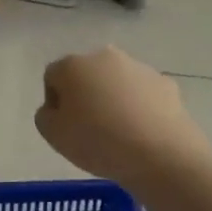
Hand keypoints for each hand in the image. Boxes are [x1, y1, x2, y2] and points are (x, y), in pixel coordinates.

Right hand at [35, 47, 211, 188]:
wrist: (160, 153)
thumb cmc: (98, 142)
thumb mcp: (53, 135)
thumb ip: (46, 115)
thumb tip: (56, 108)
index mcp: (72, 65)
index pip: (53, 77)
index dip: (55, 103)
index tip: (65, 128)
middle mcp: (104, 57)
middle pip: (86, 74)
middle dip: (85, 96)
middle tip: (90, 129)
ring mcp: (138, 67)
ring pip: (117, 82)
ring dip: (114, 100)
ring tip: (119, 134)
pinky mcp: (165, 83)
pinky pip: (143, 94)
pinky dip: (140, 107)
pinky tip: (142, 132)